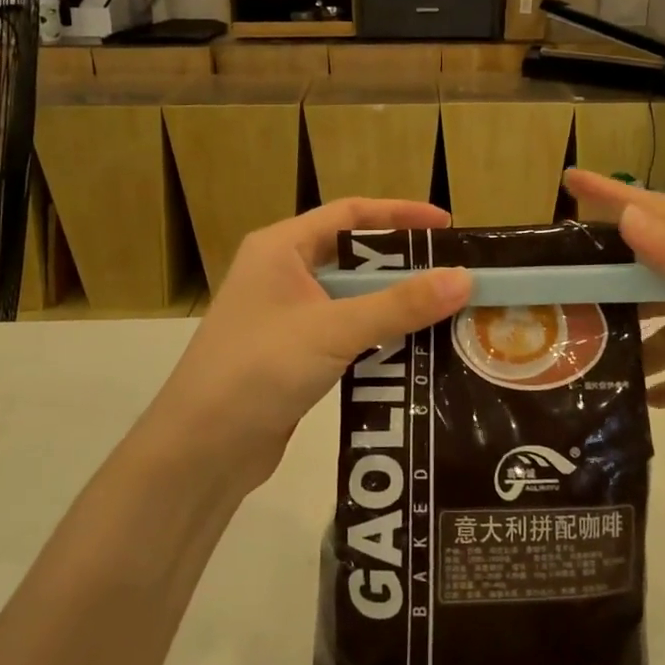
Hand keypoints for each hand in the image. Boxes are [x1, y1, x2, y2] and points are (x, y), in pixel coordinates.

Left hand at [141, 199, 470, 494]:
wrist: (200, 450)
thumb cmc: (259, 369)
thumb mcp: (334, 329)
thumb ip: (400, 305)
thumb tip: (465, 278)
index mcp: (280, 248)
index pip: (349, 214)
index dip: (399, 214)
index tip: (447, 226)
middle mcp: (281, 273)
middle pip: (353, 256)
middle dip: (403, 265)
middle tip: (454, 275)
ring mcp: (285, 316)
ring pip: (351, 298)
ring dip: (393, 304)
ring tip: (447, 311)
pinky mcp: (292, 354)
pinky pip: (345, 332)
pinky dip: (377, 335)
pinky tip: (413, 349)